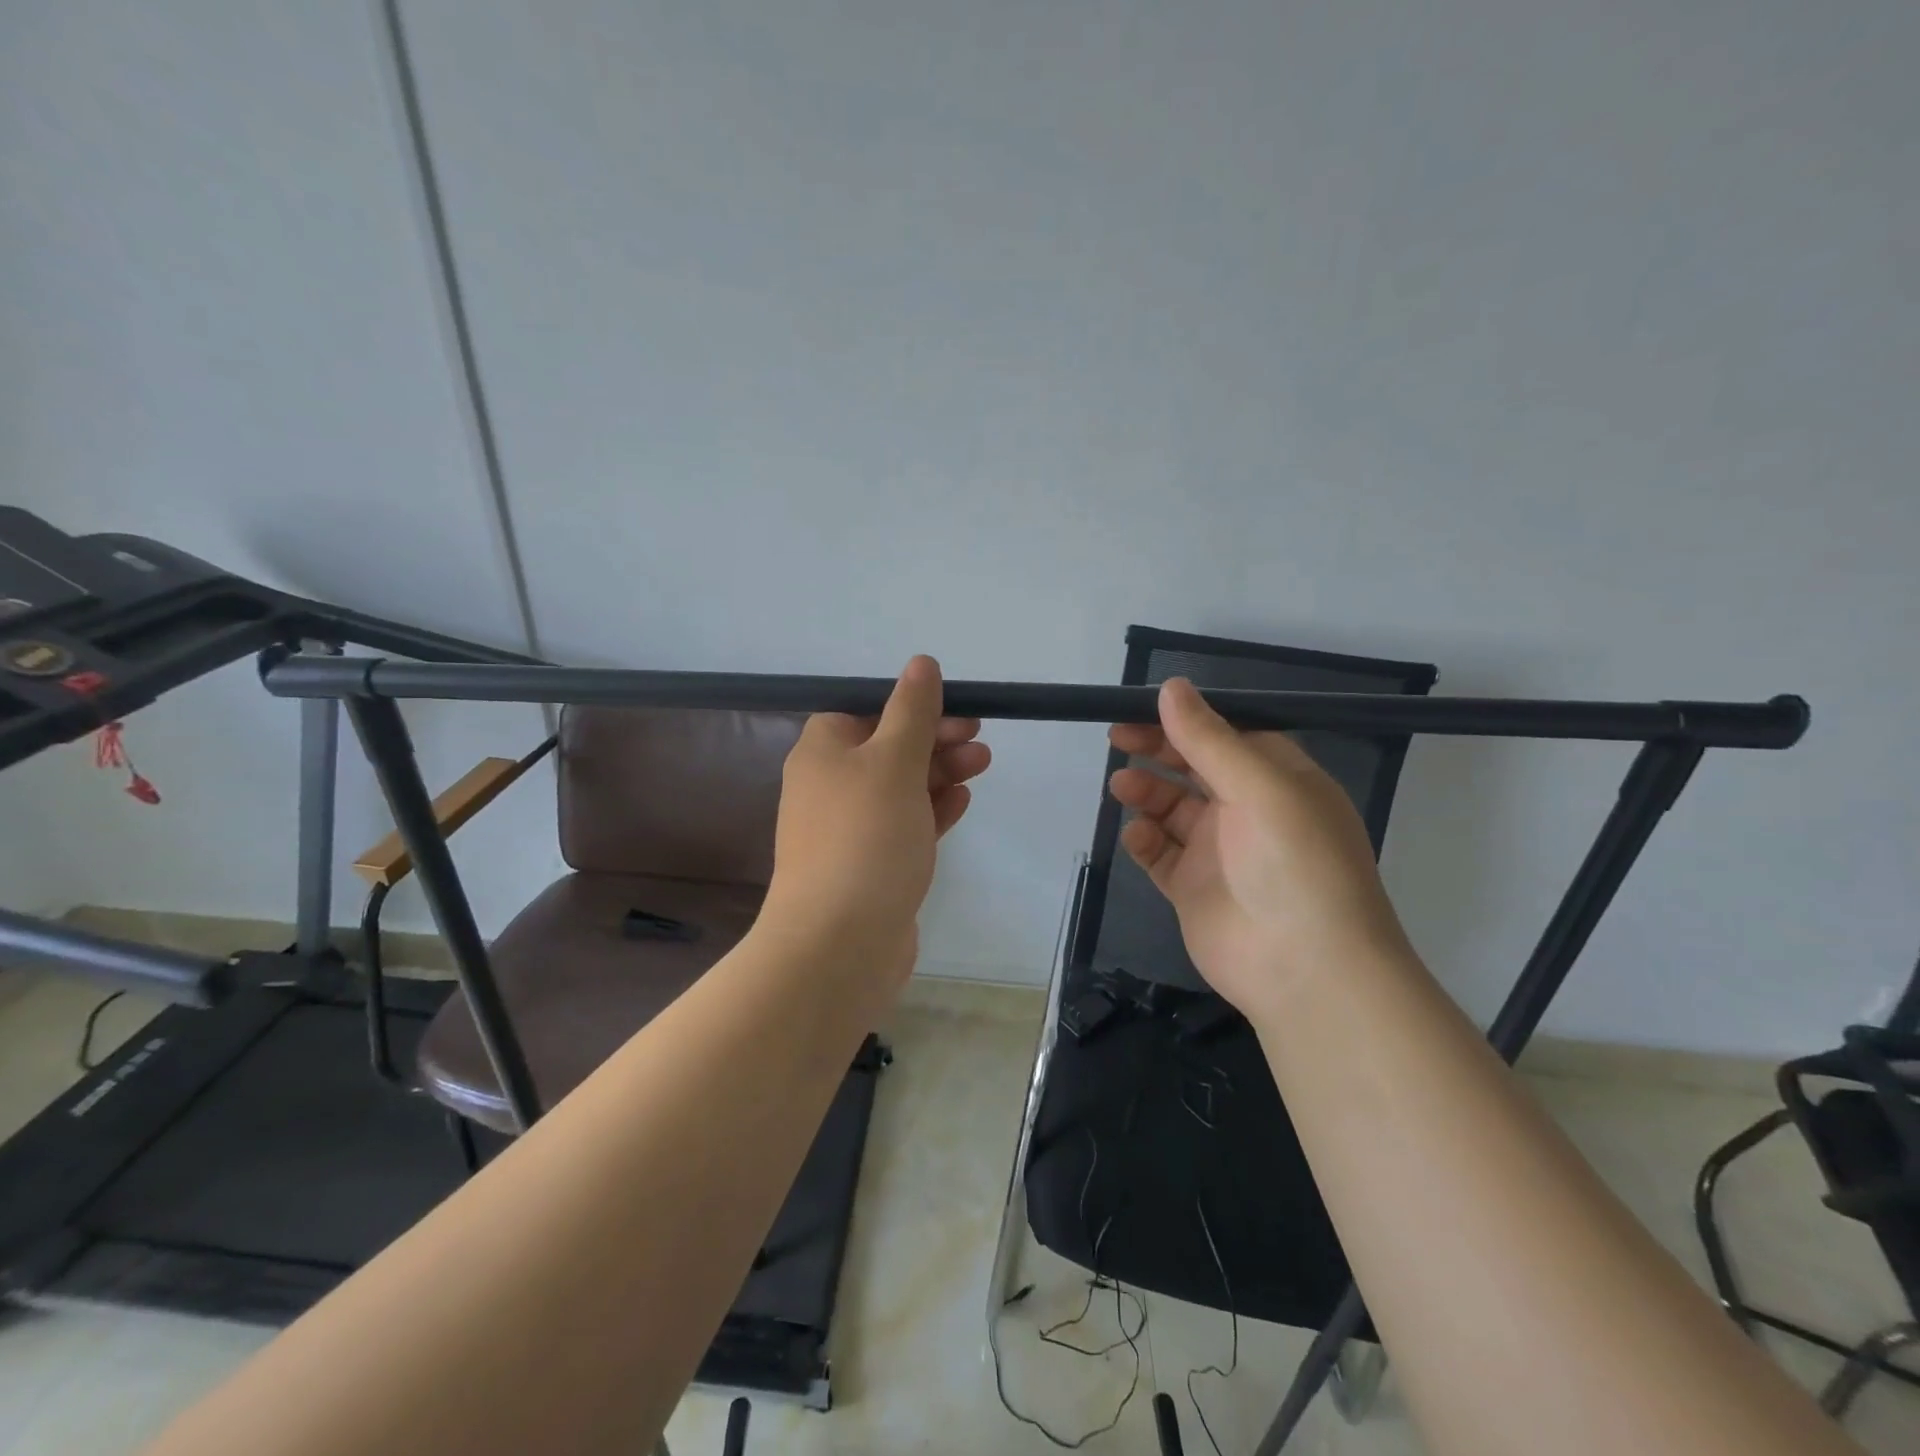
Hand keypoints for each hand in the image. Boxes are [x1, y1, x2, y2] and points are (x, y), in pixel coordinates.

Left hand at [761, 656, 989, 975]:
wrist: (840, 943)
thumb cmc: (865, 836)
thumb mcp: (893, 760)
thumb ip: (911, 711)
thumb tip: (921, 664)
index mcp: (822, 751)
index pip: (866, 710)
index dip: (911, 706)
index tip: (956, 710)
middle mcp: (829, 786)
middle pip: (887, 747)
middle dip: (935, 739)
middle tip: (979, 739)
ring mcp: (849, 829)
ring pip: (900, 787)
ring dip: (940, 772)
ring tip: (982, 764)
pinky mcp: (870, 865)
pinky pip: (904, 825)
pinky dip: (932, 810)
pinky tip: (961, 801)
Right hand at [1108, 678, 1411, 1021]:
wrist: (1306, 970)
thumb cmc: (1294, 863)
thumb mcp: (1259, 787)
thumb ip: (1208, 738)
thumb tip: (1171, 687)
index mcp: (1278, 780)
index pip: (1227, 736)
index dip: (1186, 720)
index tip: (1142, 708)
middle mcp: (1250, 811)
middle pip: (1194, 768)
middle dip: (1157, 750)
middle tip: (1116, 738)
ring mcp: (1220, 852)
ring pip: (1172, 809)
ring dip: (1147, 792)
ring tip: (1123, 786)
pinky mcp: (1194, 888)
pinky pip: (1161, 854)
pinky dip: (1145, 840)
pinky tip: (1138, 836)